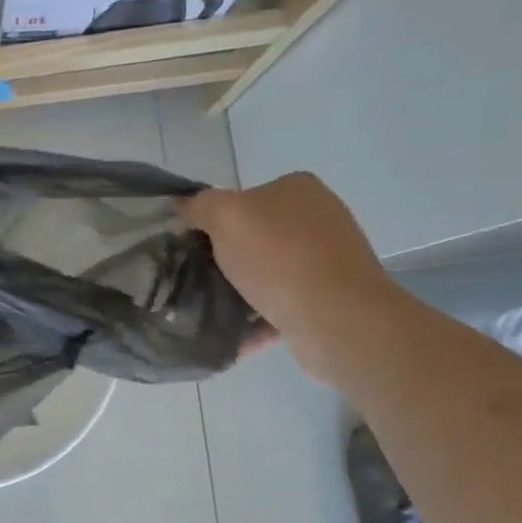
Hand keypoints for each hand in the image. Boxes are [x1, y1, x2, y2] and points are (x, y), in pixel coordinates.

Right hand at [180, 174, 407, 387]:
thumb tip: (184, 206)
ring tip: (210, 309)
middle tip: (197, 278)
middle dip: (225, 258)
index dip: (212, 220)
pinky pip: (280, 304)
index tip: (192, 246)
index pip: (242, 198)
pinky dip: (258, 317)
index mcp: (298, 189)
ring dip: (239, 290)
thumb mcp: (225, 215)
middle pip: (254, 236)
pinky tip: (235, 333)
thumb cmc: (279, 258)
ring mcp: (328, 259)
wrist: (337, 319)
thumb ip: (199, 205)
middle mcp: (319, 218)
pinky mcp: (330, 298)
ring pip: (266, 272)